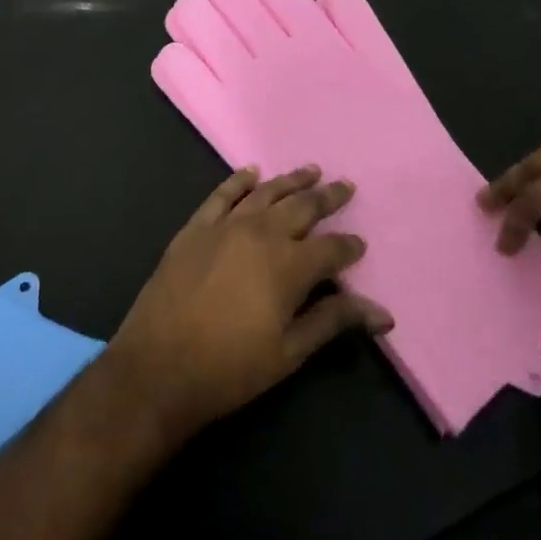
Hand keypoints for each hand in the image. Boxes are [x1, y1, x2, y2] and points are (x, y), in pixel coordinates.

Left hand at [107, 166, 392, 442]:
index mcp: (289, 266)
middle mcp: (262, 233)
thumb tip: (382, 313)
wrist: (158, 368)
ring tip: (311, 170)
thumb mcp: (289, 352)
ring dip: (292, 180)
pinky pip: (223, 194)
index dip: (348, 246)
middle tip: (345, 186)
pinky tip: (252, 172)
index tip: (360, 243)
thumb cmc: (230, 368)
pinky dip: (240, 180)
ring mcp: (226, 225)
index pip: (331, 248)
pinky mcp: (196, 227)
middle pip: (303, 207)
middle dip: (327, 197)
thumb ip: (333, 322)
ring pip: (267, 192)